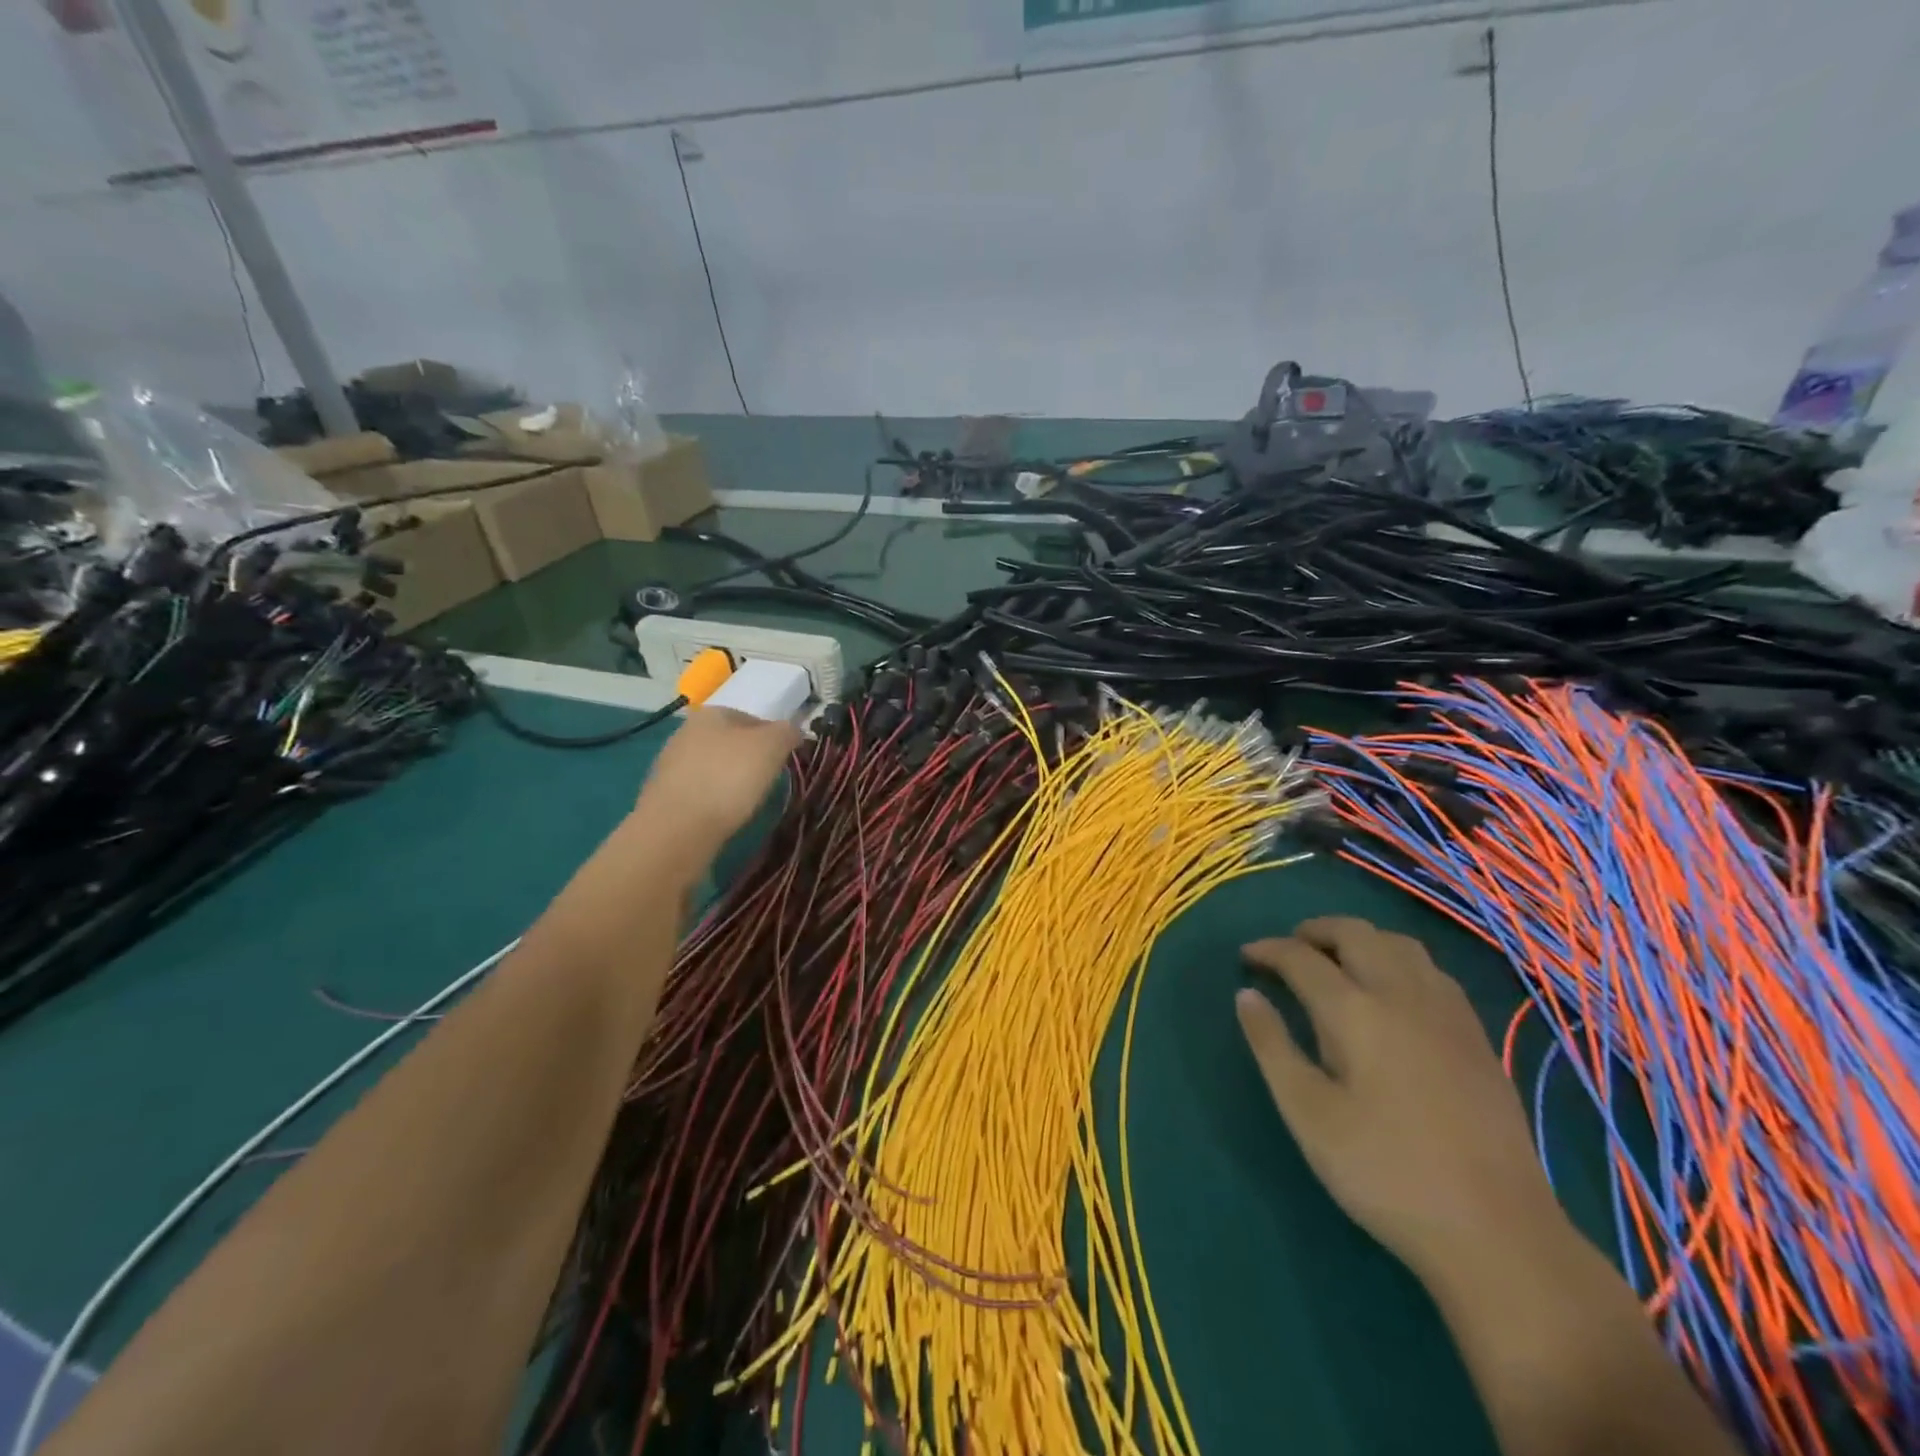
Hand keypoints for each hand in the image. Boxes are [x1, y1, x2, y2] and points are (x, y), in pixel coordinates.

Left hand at [632, 707, 800, 855]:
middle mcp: (686, 732)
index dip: (773, 738)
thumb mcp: (771, 747)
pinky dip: (714, 800)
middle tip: (768, 782)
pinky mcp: (663, 795)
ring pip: (714, 767)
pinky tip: (723, 815)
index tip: (784, 761)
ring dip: (731, 781)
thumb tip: (792, 730)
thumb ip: (787, 732)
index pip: (752, 718)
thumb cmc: (729, 778)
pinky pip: (700, 791)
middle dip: (750, 759)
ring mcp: (670, 764)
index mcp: (712, 713)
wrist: (677, 828)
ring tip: (747, 802)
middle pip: (731, 743)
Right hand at [1235, 917, 1568, 1284]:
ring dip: (1361, 939)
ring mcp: (1447, 1014)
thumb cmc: (1385, 1172)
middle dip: (1315, 930)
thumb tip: (1247, 995)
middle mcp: (1403, 995)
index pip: (1301, 958)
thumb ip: (1272, 1046)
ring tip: (1337, 960)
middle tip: (1289, 948)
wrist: (1497, 1232)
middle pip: (1356, 934)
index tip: (1245, 957)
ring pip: (1400, 945)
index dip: (1269, 950)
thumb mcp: (1308, 1114)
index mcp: (1355, 1011)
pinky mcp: (1477, 1037)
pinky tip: (1393, 991)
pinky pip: (1432, 971)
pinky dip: (1398, 960)